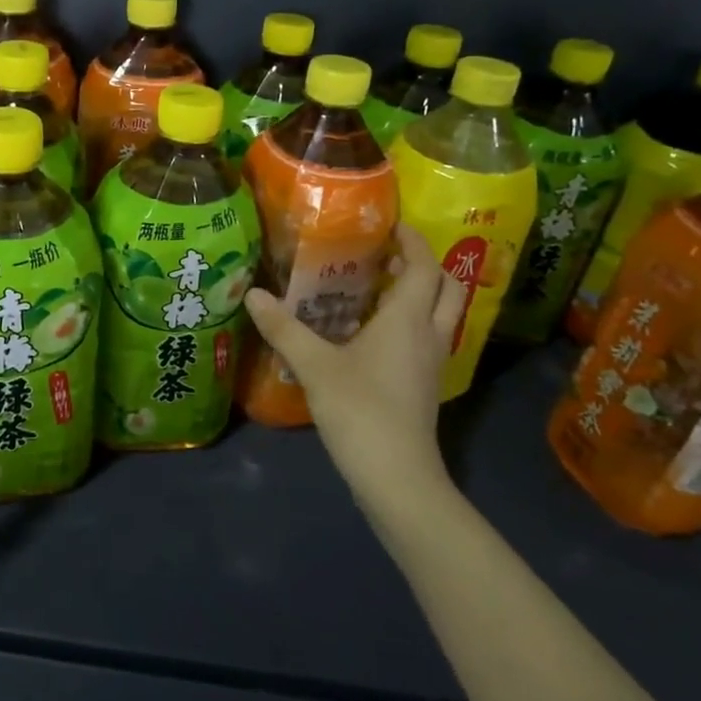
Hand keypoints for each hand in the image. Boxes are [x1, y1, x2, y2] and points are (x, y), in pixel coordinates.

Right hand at [244, 224, 465, 531]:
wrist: (397, 476)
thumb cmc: (360, 410)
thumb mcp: (314, 365)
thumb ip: (283, 328)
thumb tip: (252, 294)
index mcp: (408, 318)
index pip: (425, 265)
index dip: (413, 240)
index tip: (390, 224)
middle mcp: (429, 334)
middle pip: (448, 286)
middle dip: (425, 264)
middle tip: (387, 255)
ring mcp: (432, 362)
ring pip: (441, 314)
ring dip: (420, 294)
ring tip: (376, 287)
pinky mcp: (425, 385)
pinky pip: (427, 338)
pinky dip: (411, 322)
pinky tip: (373, 332)